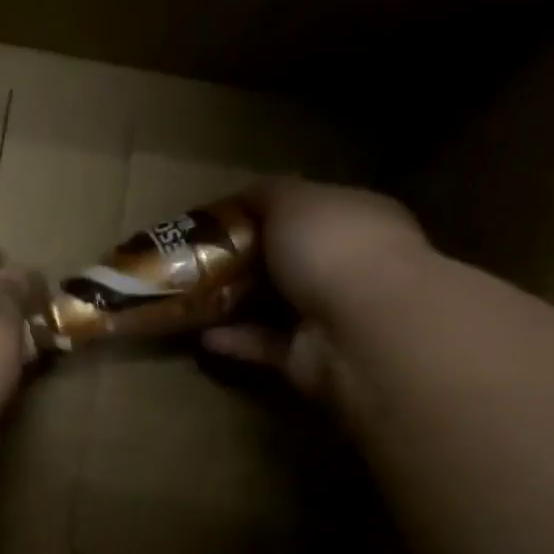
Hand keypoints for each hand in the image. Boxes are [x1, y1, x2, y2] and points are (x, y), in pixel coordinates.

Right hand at [202, 180, 431, 405]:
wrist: (362, 328)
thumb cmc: (332, 246)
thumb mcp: (292, 199)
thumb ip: (266, 195)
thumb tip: (244, 197)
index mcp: (355, 218)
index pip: (309, 210)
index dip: (264, 212)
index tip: (219, 220)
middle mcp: (349, 265)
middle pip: (289, 261)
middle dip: (245, 261)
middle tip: (197, 260)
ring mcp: (333, 315)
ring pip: (276, 307)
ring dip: (236, 304)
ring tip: (191, 298)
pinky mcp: (312, 359)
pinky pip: (267, 346)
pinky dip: (237, 342)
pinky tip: (203, 335)